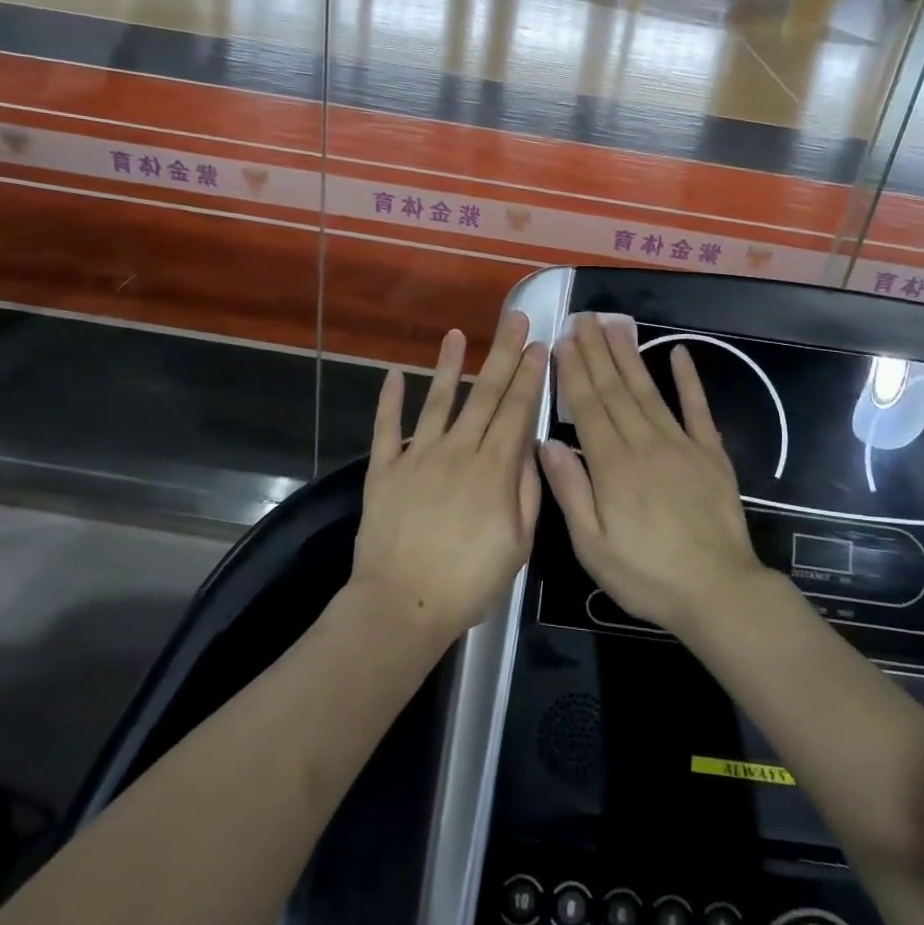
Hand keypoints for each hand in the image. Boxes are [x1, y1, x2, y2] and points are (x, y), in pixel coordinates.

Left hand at [351, 312, 547, 645]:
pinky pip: (386, 428)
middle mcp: (457, 451)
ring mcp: (417, 456)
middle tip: (515, 319)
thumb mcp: (517, 545)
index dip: (529, 376)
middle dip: (503, 354)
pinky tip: (395, 373)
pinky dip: (390, 400)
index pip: (516, 411)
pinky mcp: (384, 469)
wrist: (402, 605)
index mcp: (493, 469)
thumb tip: (530, 446)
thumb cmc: (468, 582)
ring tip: (458, 333)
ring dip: (450, 365)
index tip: (539, 346)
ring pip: (438, 401)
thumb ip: (526, 492)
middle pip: (485, 395)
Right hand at [539, 313, 765, 636]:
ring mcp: (681, 444)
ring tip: (615, 326)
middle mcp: (644, 443)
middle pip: (615, 390)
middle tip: (584, 318)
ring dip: (630, 356)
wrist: (718, 591)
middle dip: (597, 352)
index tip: (563, 341)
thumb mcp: (592, 546)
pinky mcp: (711, 453)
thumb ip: (570, 490)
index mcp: (612, 465)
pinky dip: (688, 379)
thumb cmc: (646, 575)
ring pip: (649, 390)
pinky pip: (697, 409)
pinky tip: (679, 353)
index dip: (573, 372)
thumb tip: (546, 442)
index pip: (587, 407)